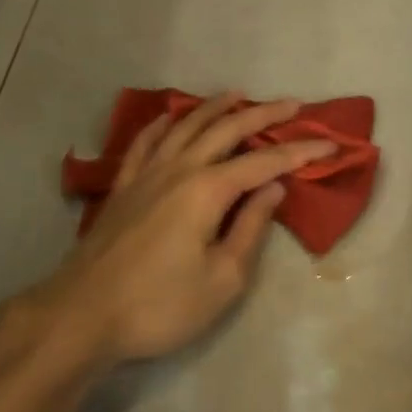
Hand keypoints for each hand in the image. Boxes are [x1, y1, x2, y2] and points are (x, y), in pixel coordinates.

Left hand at [42, 93, 336, 365]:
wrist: (81, 317)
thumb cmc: (159, 305)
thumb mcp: (222, 279)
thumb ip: (250, 229)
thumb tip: (273, 189)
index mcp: (208, 190)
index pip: (265, 162)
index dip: (300, 152)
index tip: (330, 145)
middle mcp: (179, 169)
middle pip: (227, 130)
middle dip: (263, 115)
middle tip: (292, 105)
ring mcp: (146, 174)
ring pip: (185, 126)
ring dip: (214, 107)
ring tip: (236, 94)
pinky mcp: (123, 187)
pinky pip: (145, 142)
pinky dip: (162, 124)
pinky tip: (169, 118)